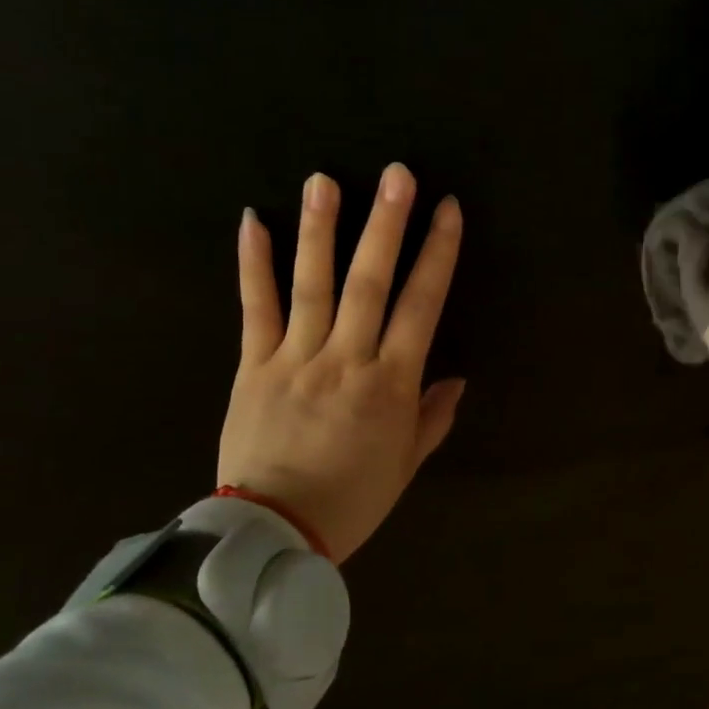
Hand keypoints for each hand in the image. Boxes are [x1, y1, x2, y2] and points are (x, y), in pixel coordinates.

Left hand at [217, 164, 464, 560]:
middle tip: (396, 174)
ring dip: (320, 229)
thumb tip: (456, 378)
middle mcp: (346, 360)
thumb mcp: (406, 465)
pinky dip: (253, 265)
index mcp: (390, 385)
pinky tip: (252, 221)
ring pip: (312, 285)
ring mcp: (294, 359)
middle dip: (386, 224)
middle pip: (369, 282)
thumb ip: (431, 418)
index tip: (447, 211)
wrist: (272, 534)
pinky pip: (254, 309)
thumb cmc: (352, 500)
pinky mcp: (252, 366)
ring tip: (324, 179)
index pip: (421, 306)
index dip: (437, 255)